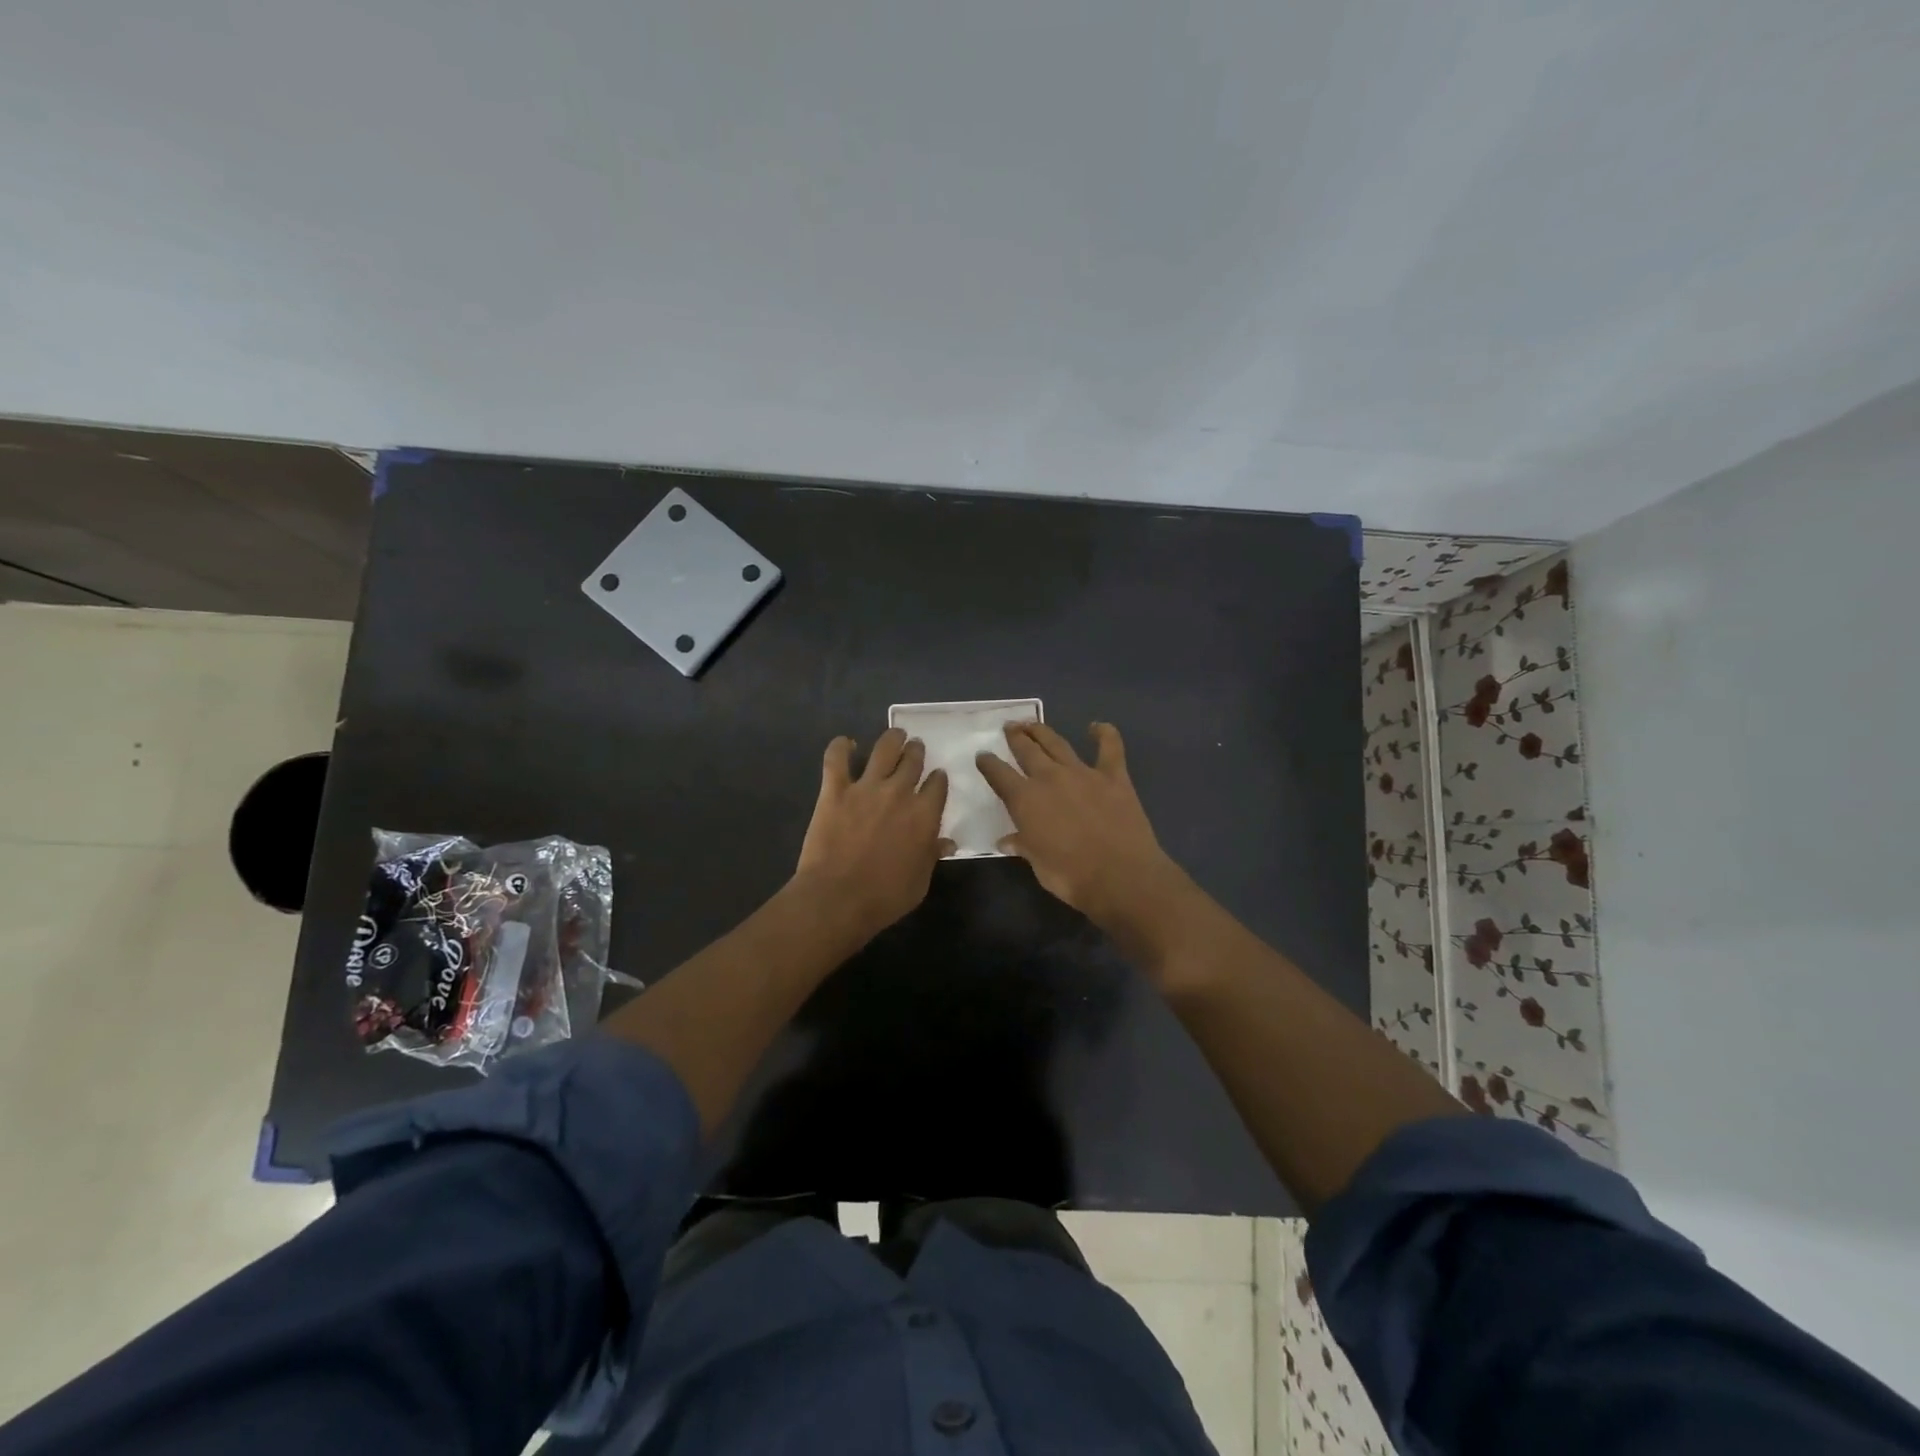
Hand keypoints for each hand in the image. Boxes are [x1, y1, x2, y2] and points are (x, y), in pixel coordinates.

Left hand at [794, 728, 954, 938]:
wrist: (838, 898)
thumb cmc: (885, 897)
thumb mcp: (920, 881)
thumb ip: (932, 855)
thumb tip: (946, 843)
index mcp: (924, 814)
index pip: (938, 784)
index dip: (938, 779)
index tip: (936, 778)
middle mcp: (899, 792)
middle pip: (913, 760)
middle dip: (917, 752)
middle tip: (915, 749)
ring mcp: (866, 787)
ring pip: (884, 749)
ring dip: (892, 739)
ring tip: (895, 735)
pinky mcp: (835, 790)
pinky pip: (836, 758)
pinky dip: (840, 746)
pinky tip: (845, 743)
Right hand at [975, 721, 1190, 938]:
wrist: (1121, 876)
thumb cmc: (1071, 876)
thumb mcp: (1037, 864)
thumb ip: (1023, 846)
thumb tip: (1007, 841)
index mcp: (1025, 799)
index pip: (999, 774)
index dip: (988, 763)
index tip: (982, 756)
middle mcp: (1050, 778)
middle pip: (1026, 750)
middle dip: (1015, 737)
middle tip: (1010, 727)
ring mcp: (1083, 773)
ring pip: (1057, 743)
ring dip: (1042, 731)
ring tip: (1032, 723)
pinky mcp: (1114, 776)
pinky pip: (1109, 748)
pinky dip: (1104, 734)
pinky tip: (1097, 727)